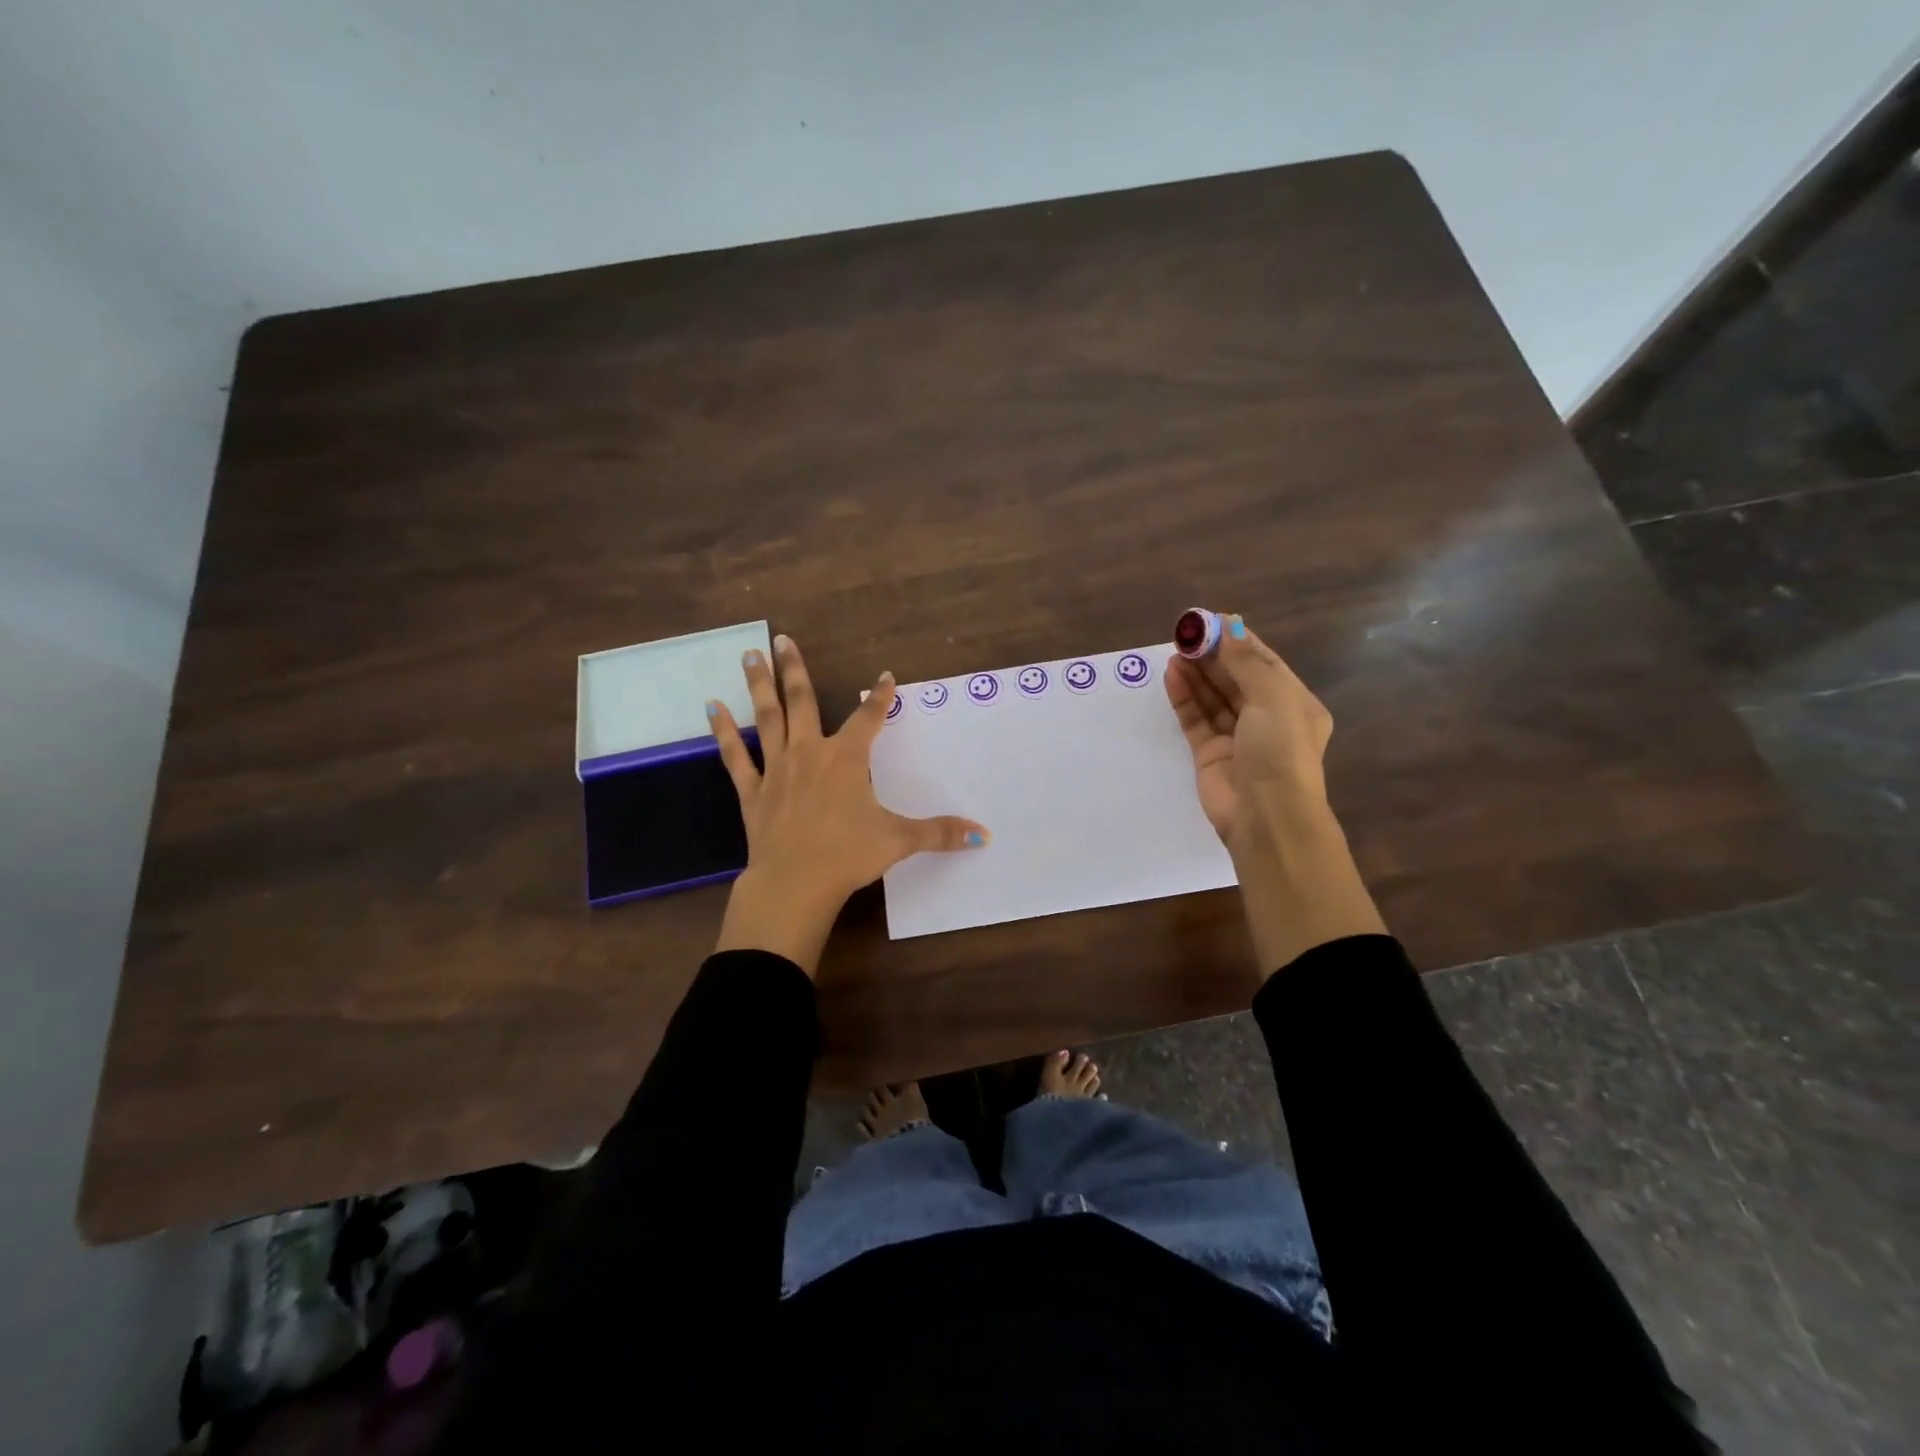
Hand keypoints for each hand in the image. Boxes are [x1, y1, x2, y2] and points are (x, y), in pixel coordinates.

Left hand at [707, 634, 988, 974]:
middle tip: (782, 639)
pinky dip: (724, 731)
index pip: (868, 718)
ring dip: (759, 685)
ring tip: (749, 654)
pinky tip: (711, 708)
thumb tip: (984, 835)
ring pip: (767, 718)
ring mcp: (777, 769)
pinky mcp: (753, 791)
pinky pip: (736, 755)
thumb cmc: (849, 855)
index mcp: (846, 759)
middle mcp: (810, 753)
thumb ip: (940, 833)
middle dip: (795, 669)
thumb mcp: (900, 840)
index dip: (880, 697)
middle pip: (802, 702)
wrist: (795, 883)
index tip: (886, 676)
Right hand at [1164, 615, 1334, 858]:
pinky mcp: (1209, 754)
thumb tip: (1229, 626)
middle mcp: (1267, 719)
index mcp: (1293, 704)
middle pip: (1235, 678)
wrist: (1266, 817)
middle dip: (1212, 655)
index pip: (1263, 663)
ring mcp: (1236, 738)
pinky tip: (1171, 676)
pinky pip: (1195, 719)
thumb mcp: (1272, 698)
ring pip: (1213, 698)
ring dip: (1195, 673)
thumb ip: (1246, 662)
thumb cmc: (1280, 751)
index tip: (1209, 621)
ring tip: (1174, 650)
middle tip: (1184, 634)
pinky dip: (1184, 697)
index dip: (1236, 641)